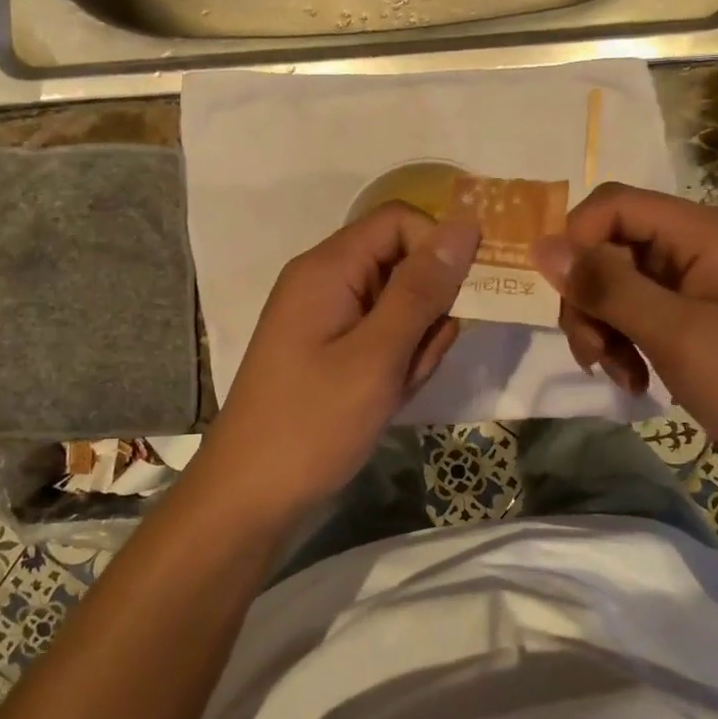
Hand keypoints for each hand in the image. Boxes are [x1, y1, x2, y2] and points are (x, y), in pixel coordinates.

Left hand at [198, 203, 479, 515]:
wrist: (251, 497)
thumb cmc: (313, 424)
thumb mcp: (378, 355)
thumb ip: (422, 289)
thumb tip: (466, 225)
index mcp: (328, 267)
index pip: (401, 221)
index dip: (437, 249)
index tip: (460, 298)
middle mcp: (326, 280)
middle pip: (403, 263)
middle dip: (426, 311)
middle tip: (414, 361)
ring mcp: (327, 317)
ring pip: (400, 305)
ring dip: (414, 344)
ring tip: (394, 388)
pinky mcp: (331, 348)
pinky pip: (382, 336)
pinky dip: (395, 364)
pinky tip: (384, 399)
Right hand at [533, 183, 717, 482]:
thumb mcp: (676, 335)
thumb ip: (608, 287)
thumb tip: (540, 246)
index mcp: (702, 232)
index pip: (614, 204)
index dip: (578, 241)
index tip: (568, 297)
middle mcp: (696, 245)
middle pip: (610, 246)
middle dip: (589, 299)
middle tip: (592, 354)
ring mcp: (695, 280)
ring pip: (616, 283)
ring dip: (603, 328)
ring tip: (618, 374)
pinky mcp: (693, 312)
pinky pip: (636, 311)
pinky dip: (624, 342)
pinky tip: (635, 379)